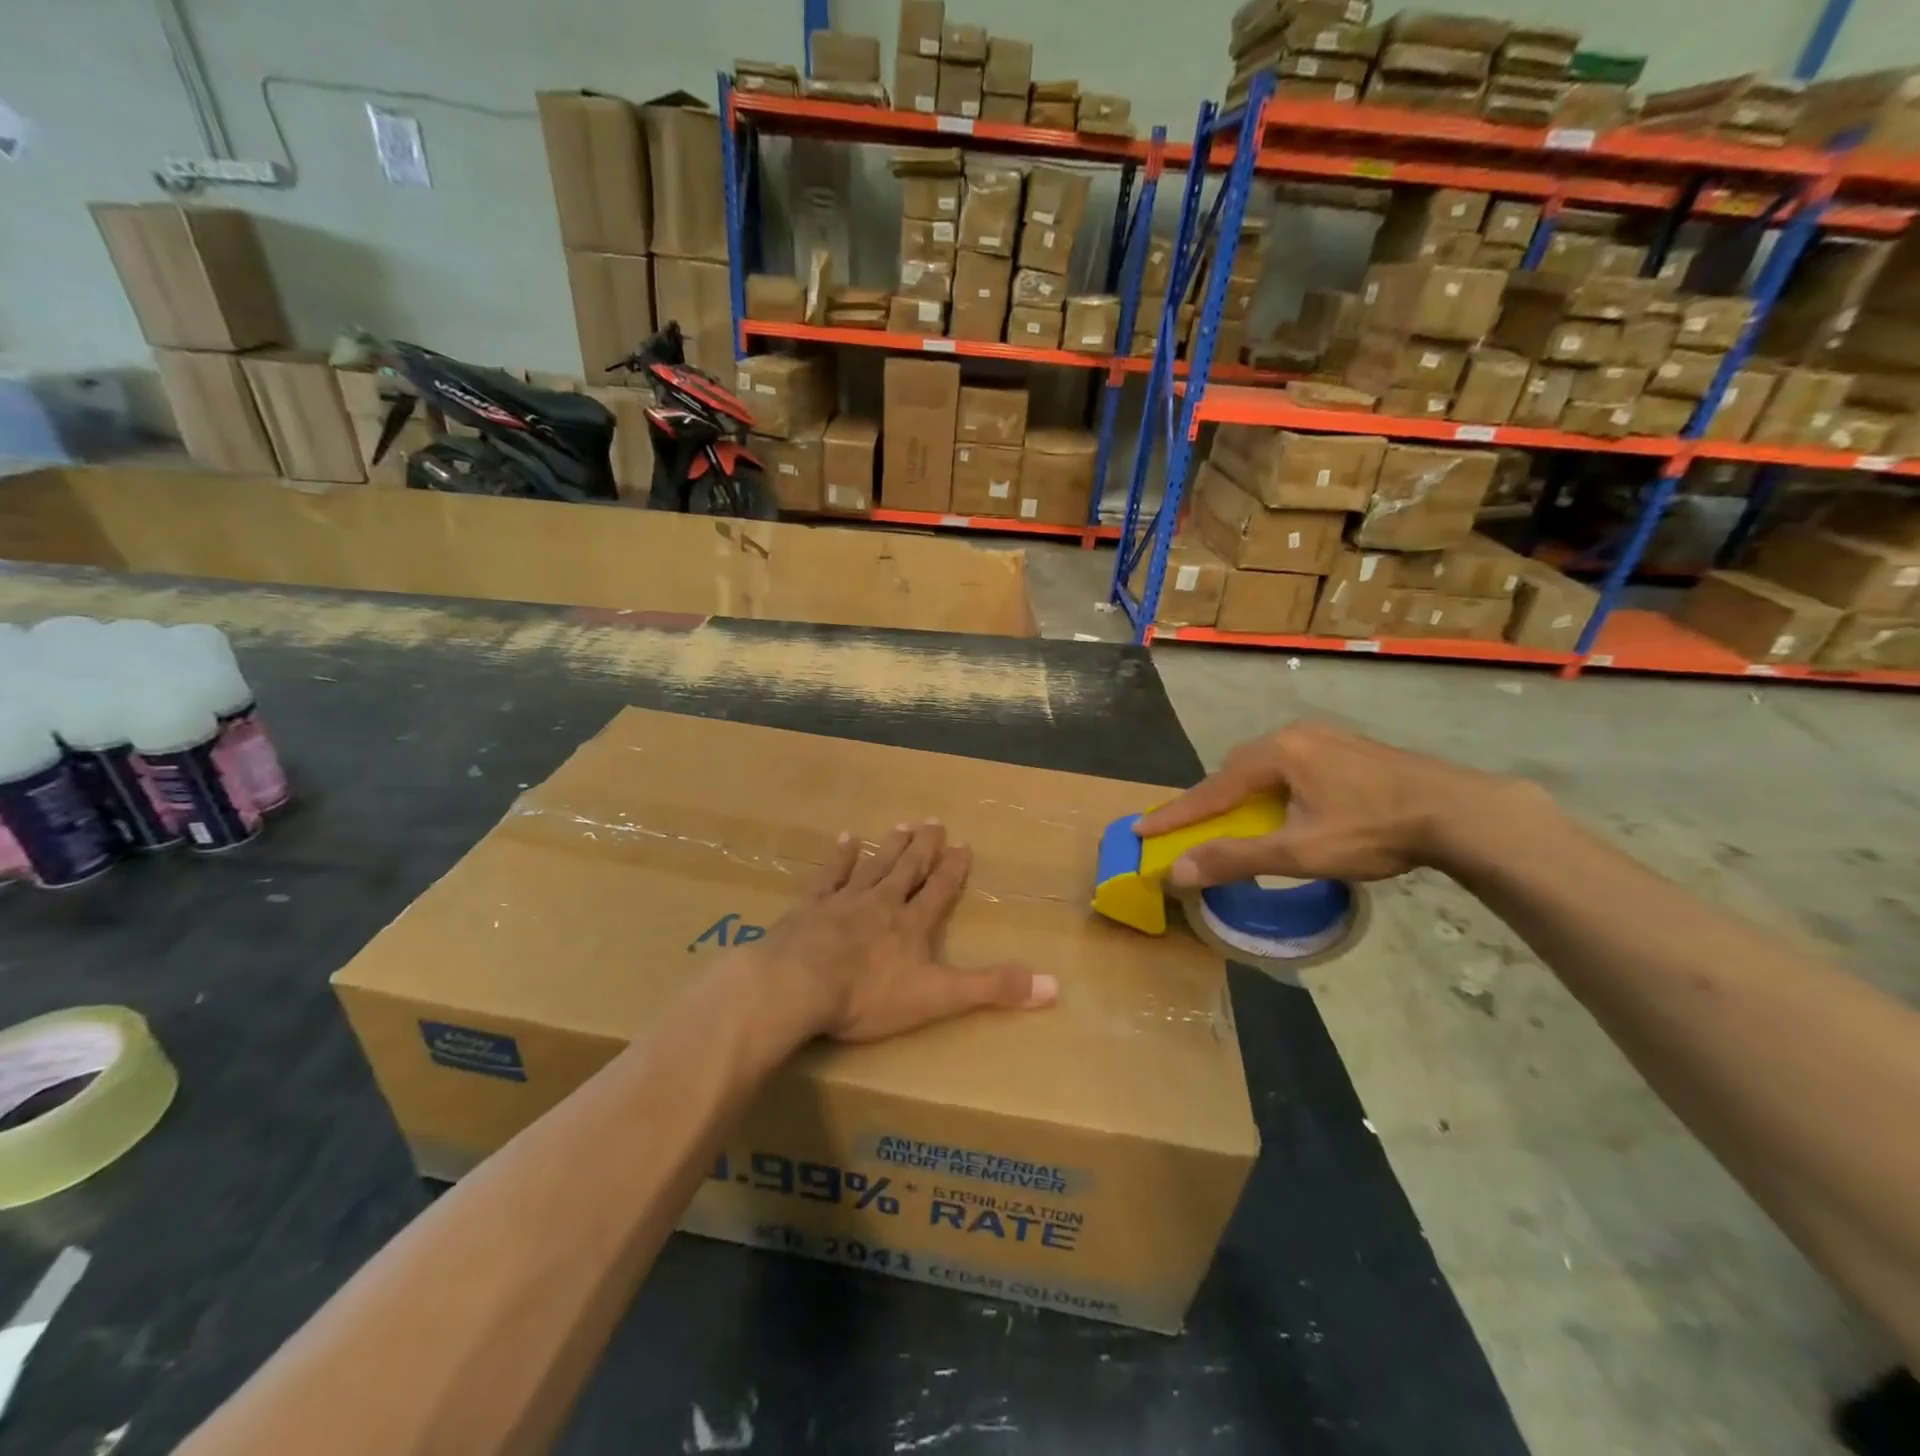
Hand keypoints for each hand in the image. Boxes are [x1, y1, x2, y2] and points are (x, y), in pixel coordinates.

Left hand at [746, 821, 1056, 1042]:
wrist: (798, 985)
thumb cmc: (868, 995)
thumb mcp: (938, 997)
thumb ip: (992, 989)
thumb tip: (1054, 987)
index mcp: (912, 925)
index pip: (940, 891)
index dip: (953, 870)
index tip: (963, 845)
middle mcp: (882, 903)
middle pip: (908, 870)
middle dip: (924, 848)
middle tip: (934, 821)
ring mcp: (844, 901)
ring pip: (873, 866)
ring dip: (890, 847)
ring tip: (902, 825)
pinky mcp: (810, 907)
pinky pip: (829, 875)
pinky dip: (839, 857)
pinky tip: (845, 839)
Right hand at [1134, 720, 1540, 887]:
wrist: (1461, 811)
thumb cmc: (1373, 830)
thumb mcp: (1299, 851)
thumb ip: (1235, 859)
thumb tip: (1176, 872)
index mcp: (1276, 753)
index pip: (1211, 789)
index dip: (1175, 814)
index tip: (1141, 830)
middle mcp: (1295, 735)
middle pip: (1236, 771)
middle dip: (1210, 801)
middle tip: (1191, 827)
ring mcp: (1326, 737)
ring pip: (1266, 767)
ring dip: (1244, 794)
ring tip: (1238, 819)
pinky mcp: (1351, 748)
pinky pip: (1293, 766)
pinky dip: (1274, 789)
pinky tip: (1288, 806)